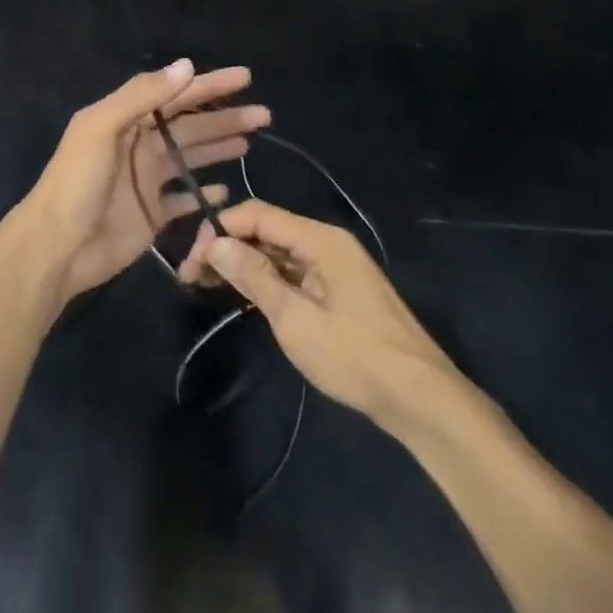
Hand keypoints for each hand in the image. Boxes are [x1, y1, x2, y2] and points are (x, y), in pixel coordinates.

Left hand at [12, 59, 268, 306]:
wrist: (57, 247)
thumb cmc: (76, 183)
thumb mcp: (100, 128)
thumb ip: (140, 96)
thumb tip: (186, 66)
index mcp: (125, 120)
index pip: (175, 95)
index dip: (209, 85)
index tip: (245, 77)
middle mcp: (139, 146)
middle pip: (190, 126)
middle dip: (225, 118)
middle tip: (263, 114)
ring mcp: (147, 181)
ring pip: (191, 158)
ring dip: (219, 147)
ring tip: (251, 142)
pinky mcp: (152, 214)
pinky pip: (184, 200)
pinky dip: (204, 194)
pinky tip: (227, 190)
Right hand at [177, 199, 468, 431]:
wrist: (420, 399)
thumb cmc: (354, 355)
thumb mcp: (294, 318)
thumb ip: (253, 275)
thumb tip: (214, 242)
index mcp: (320, 239)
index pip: (257, 214)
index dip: (220, 230)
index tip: (192, 260)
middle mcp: (327, 243)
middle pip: (266, 230)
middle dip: (227, 247)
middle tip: (192, 277)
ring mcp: (335, 267)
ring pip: (278, 252)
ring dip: (243, 264)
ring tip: (208, 285)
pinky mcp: (338, 290)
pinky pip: (293, 272)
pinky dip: (266, 279)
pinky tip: (243, 295)